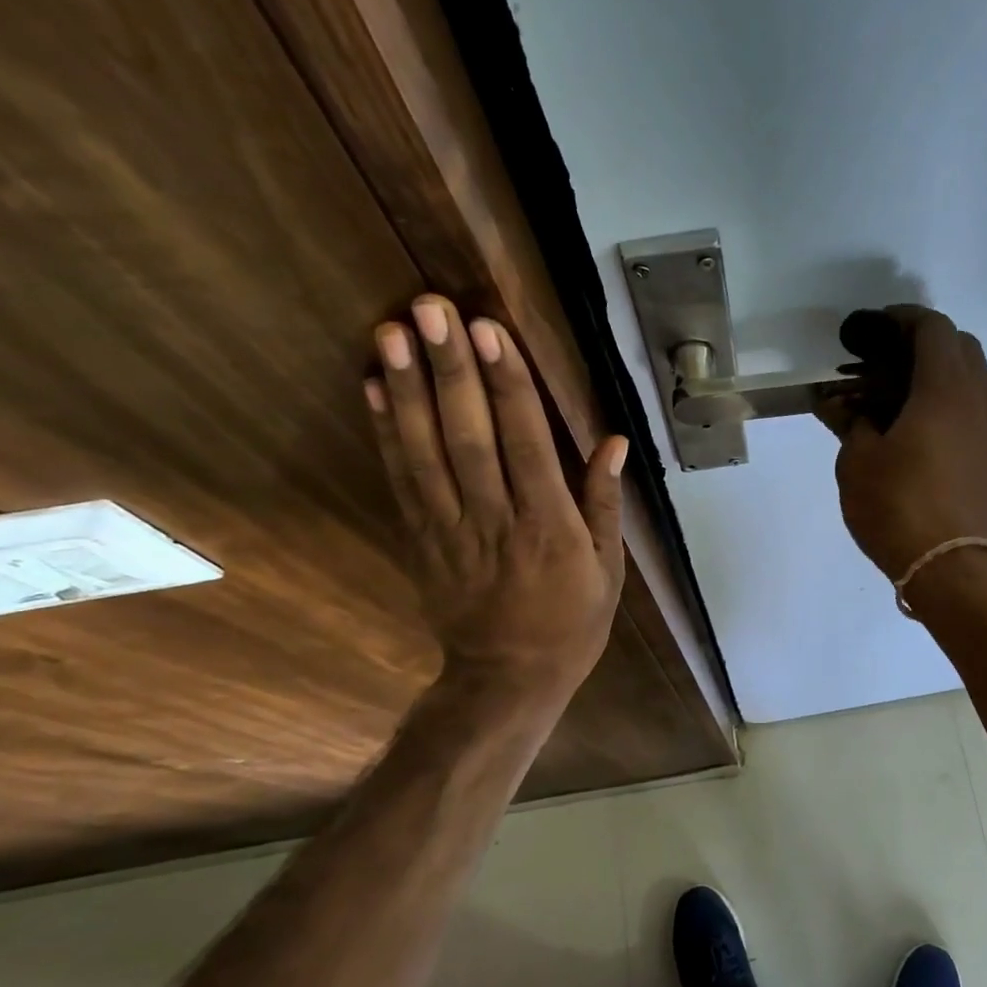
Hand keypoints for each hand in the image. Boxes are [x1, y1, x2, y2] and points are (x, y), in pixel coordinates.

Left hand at [366, 294, 626, 701]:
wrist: (507, 678)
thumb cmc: (571, 623)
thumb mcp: (607, 571)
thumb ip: (604, 503)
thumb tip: (613, 442)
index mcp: (549, 526)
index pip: (526, 443)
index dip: (507, 385)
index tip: (489, 331)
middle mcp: (496, 519)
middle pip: (468, 436)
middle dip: (450, 369)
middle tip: (431, 308)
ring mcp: (450, 529)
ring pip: (425, 451)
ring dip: (407, 389)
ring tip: (393, 331)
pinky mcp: (421, 540)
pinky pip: (400, 480)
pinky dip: (385, 432)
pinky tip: (372, 387)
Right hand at [818, 305, 986, 579]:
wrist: (950, 567)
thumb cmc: (898, 507)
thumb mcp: (857, 461)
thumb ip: (850, 421)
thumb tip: (838, 402)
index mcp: (946, 388)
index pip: (932, 328)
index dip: (900, 319)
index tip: (871, 329)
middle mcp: (978, 398)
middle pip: (958, 346)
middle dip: (920, 344)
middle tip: (881, 363)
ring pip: (971, 378)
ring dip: (938, 373)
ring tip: (898, 395)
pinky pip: (975, 408)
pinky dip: (949, 401)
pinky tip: (918, 426)